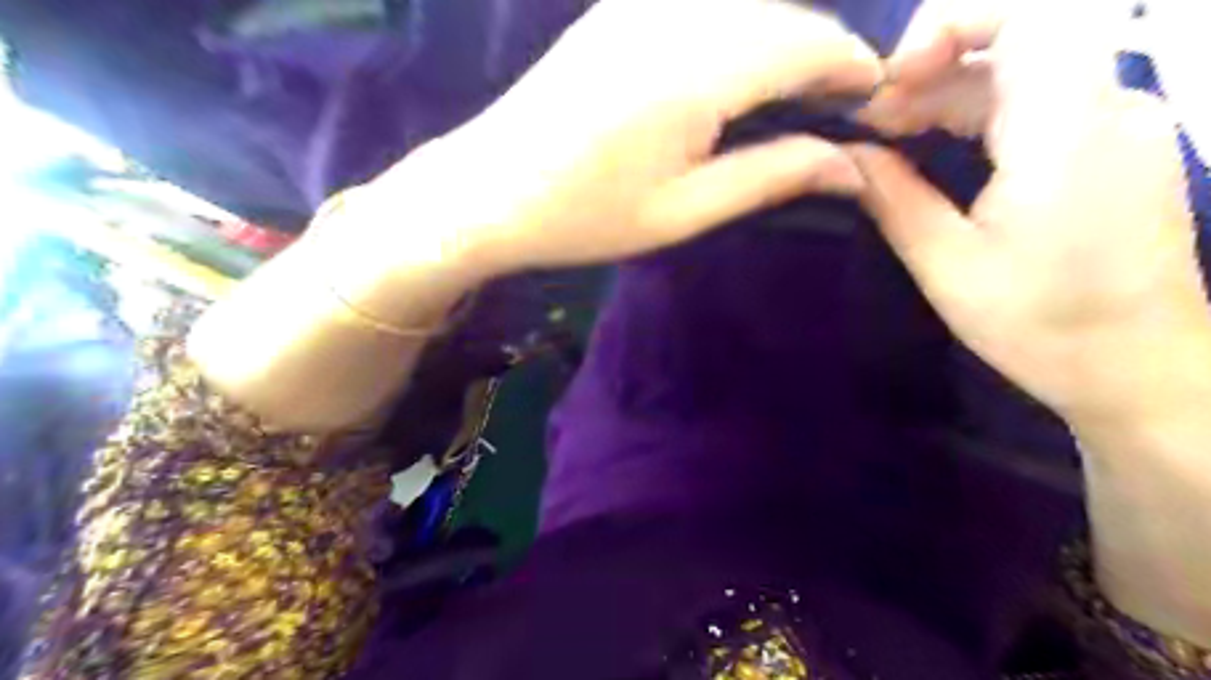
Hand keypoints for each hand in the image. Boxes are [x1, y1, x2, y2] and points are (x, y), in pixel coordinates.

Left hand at [376, 0, 882, 279]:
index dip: (854, 67)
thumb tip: (851, 167)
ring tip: (793, 99)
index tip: (877, 103)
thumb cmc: (585, 215)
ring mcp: (642, 3)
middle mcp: (675, 15)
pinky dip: (740, 32)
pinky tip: (738, 75)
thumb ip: (771, 176)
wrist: (489, 189)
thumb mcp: (684, 210)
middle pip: (782, 15)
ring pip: (746, 5)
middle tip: (838, 109)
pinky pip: (705, 6)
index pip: (809, 43)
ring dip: (782, 42)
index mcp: (696, 70)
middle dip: (823, 54)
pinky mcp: (620, 8)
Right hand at [845, 1, 1209, 424]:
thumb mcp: (948, 266)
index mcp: (1067, 129)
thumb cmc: (1042, 325)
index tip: (887, 83)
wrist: (1140, 368)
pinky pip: (1035, 101)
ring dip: (944, 93)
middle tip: (868, 126)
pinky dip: (974, 113)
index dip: (947, 22)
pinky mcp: (1110, 143)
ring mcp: (1115, 120)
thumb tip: (844, 156)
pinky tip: (931, 151)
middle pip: (1015, 35)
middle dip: (928, 68)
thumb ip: (893, 199)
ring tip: (885, 141)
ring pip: (1020, 69)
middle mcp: (1105, 104)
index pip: (1026, 10)